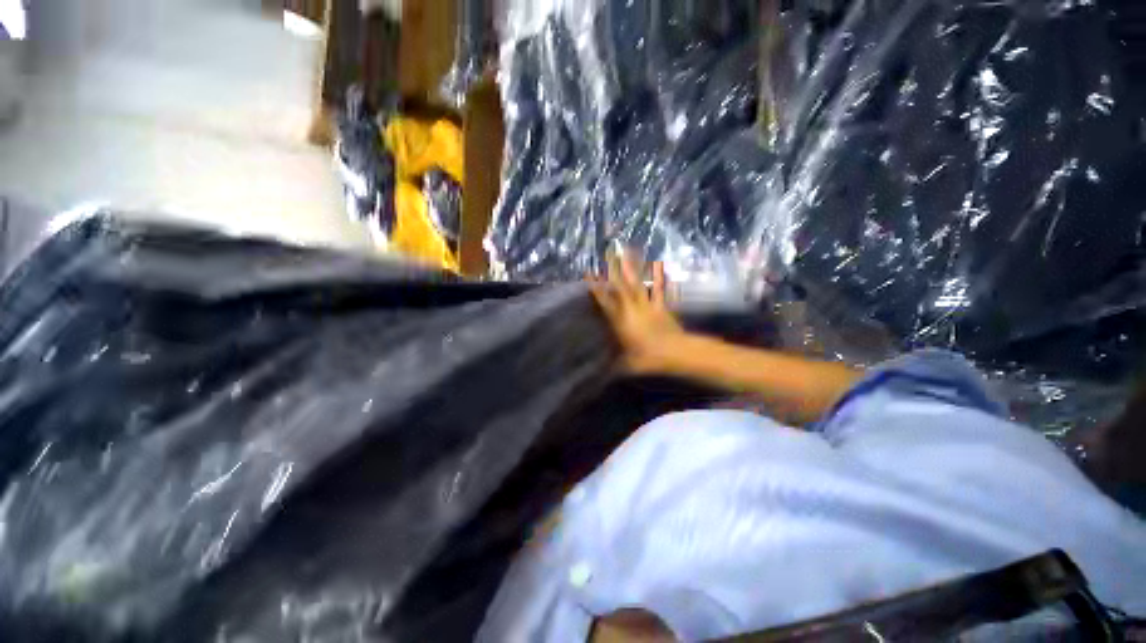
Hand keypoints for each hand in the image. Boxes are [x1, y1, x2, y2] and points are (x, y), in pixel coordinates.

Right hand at [589, 254, 686, 374]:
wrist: (677, 353)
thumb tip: (600, 372)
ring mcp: (648, 305)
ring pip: (637, 283)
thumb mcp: (628, 365)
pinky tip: (657, 265)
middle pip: (621, 286)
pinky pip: (657, 289)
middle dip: (613, 269)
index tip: (589, 274)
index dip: (596, 288)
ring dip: (632, 268)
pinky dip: (657, 278)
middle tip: (609, 252)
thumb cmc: (649, 359)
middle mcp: (632, 309)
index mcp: (621, 321)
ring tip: (628, 251)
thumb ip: (614, 365)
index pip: (605, 302)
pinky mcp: (661, 306)